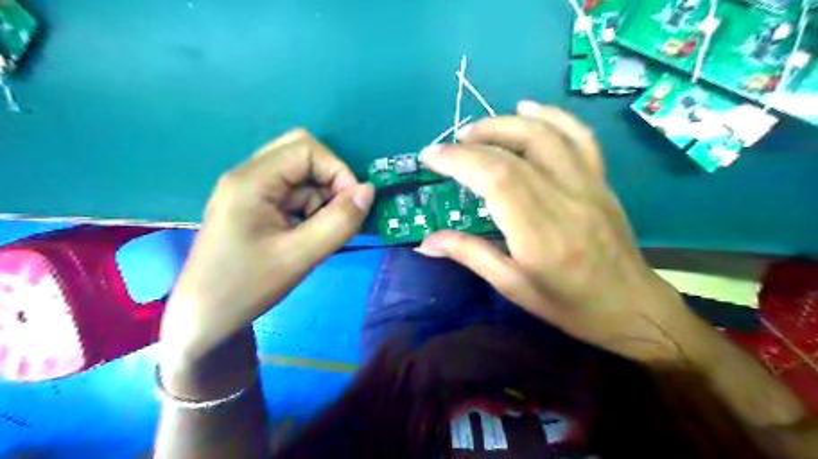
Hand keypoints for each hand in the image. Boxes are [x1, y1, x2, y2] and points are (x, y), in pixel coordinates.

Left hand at [160, 129, 375, 366]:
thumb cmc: (246, 287)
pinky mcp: (254, 207)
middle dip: (330, 181)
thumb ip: (339, 222)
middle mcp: (248, 176)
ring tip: (320, 234)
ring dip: (321, 198)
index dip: (338, 171)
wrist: (204, 319)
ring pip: (300, 176)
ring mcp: (249, 191)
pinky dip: (310, 209)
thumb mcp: (299, 257)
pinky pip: (292, 194)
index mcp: (251, 180)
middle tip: (339, 214)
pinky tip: (308, 236)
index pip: (307, 149)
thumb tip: (369, 191)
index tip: (353, 205)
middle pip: (302, 155)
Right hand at [418, 100, 713, 364]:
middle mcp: (565, 201)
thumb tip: (425, 241)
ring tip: (476, 130)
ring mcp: (588, 185)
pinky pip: (579, 136)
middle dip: (473, 141)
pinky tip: (528, 109)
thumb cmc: (569, 306)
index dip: (459, 160)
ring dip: (505, 123)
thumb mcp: (513, 287)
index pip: (496, 179)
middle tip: (447, 147)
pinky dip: (552, 116)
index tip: (431, 156)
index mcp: (540, 235)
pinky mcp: (600, 181)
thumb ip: (470, 255)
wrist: (631, 307)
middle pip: (514, 153)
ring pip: (546, 135)